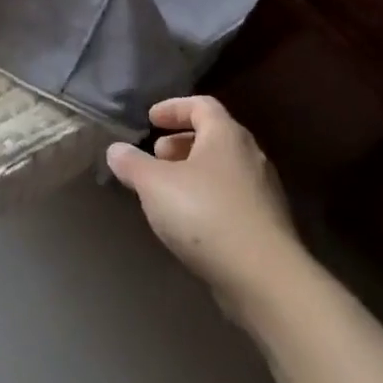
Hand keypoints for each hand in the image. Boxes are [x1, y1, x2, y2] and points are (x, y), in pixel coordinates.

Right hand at [106, 96, 298, 298]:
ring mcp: (262, 191)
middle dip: (181, 142)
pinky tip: (188, 220)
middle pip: (214, 136)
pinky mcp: (266, 223)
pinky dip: (206, 197)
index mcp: (226, 136)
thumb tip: (116, 150)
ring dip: (192, 171)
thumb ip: (132, 164)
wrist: (263, 276)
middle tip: (156, 156)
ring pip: (222, 168)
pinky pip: (231, 196)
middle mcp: (250, 156)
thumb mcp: (154, 185)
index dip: (174, 108)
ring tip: (166, 190)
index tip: (151, 118)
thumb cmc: (205, 214)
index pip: (202, 105)